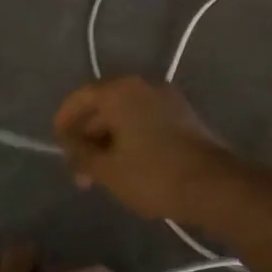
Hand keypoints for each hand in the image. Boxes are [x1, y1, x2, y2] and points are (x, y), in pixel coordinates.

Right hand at [53, 76, 230, 220]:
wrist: (214, 185)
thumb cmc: (153, 175)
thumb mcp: (107, 169)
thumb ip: (81, 153)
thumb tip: (69, 143)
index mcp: (120, 91)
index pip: (81, 96)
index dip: (65, 119)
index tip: (58, 143)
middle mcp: (144, 86)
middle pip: (104, 105)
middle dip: (87, 137)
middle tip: (79, 170)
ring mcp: (167, 99)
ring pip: (126, 115)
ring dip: (109, 141)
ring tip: (100, 175)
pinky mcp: (183, 116)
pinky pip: (146, 121)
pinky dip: (130, 138)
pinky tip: (127, 166)